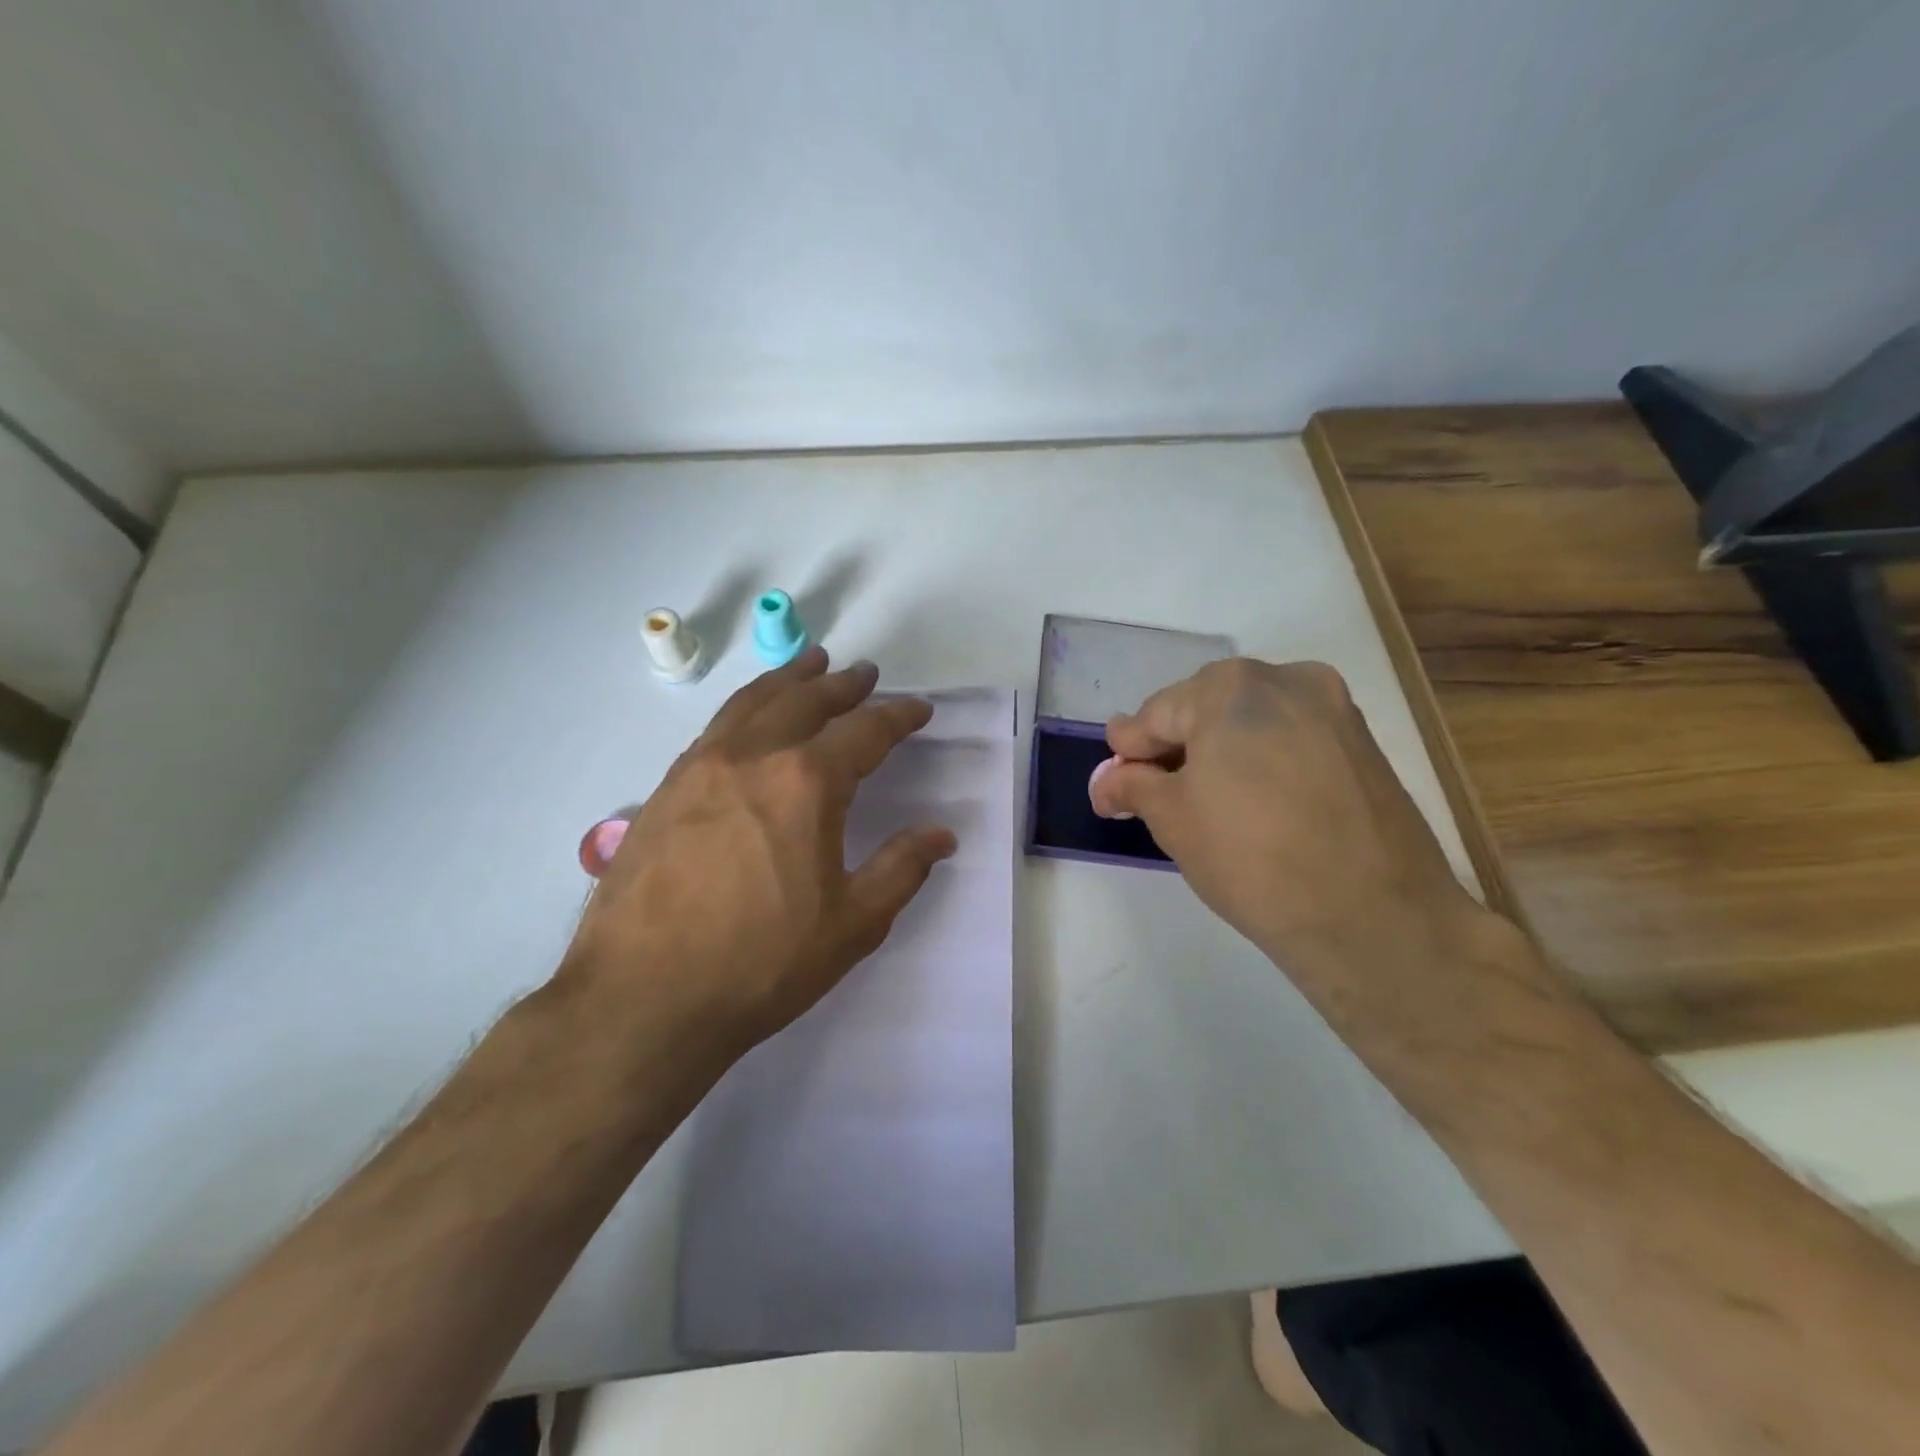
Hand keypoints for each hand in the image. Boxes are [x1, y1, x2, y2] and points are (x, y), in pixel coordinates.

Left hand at [563, 648, 956, 1056]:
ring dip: (787, 680)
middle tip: (863, 673)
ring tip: (807, 664)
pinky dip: (744, 708)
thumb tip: (941, 835)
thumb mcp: (853, 924)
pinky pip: (714, 729)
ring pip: (751, 703)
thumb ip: (901, 869)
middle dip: (840, 684)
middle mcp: (752, 758)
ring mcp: (700, 768)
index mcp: (806, 784)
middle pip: (804, 701)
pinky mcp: (664, 790)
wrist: (643, 999)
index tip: (918, 708)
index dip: (898, 716)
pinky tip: (749, 719)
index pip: (865, 731)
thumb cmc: (761, 963)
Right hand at [1089, 658, 1488, 977]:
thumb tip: (1107, 779)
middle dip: (1177, 747)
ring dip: (1220, 752)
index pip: (1157, 713)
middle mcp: (1286, 680)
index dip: (1130, 750)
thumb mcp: (1172, 819)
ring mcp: (1333, 709)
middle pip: (1206, 708)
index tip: (1115, 781)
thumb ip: (1132, 785)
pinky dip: (1263, 761)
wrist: (1374, 918)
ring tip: (1208, 803)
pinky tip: (1255, 803)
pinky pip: (1291, 739)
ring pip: (1252, 722)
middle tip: (1158, 796)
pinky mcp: (1363, 743)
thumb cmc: (1252, 858)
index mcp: (1230, 687)